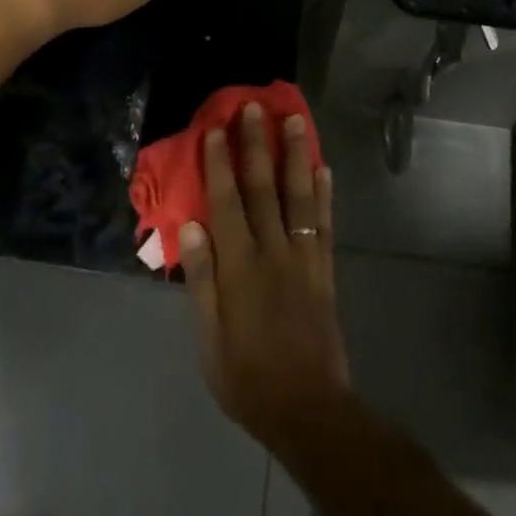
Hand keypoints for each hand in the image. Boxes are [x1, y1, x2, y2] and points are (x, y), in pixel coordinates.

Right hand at [180, 104, 351, 453]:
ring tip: (295, 121)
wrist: (307, 408)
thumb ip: (201, 279)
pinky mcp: (324, 270)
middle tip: (255, 107)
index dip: (221, 164)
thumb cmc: (247, 377)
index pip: (227, 203)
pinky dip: (324, 194)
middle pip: (263, 188)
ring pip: (298, 196)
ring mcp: (303, 258)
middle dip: (258, 145)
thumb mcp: (209, 338)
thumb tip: (191, 226)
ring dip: (295, 156)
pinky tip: (323, 168)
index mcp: (240, 267)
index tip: (218, 129)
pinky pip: (323, 224)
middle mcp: (273, 251)